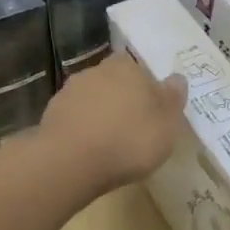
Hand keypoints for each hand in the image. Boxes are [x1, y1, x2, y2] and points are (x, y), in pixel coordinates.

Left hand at [37, 52, 187, 199]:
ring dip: (101, 114)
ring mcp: (70, 92)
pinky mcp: (51, 115)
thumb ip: (173, 98)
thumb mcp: (166, 124)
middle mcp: (96, 71)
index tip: (152, 110)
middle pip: (115, 82)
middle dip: (123, 99)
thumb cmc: (129, 139)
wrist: (69, 162)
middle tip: (134, 126)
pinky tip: (90, 150)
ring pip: (93, 99)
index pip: (140, 69)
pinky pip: (76, 118)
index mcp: (127, 67)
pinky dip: (83, 129)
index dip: (147, 88)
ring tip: (111, 142)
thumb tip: (177, 78)